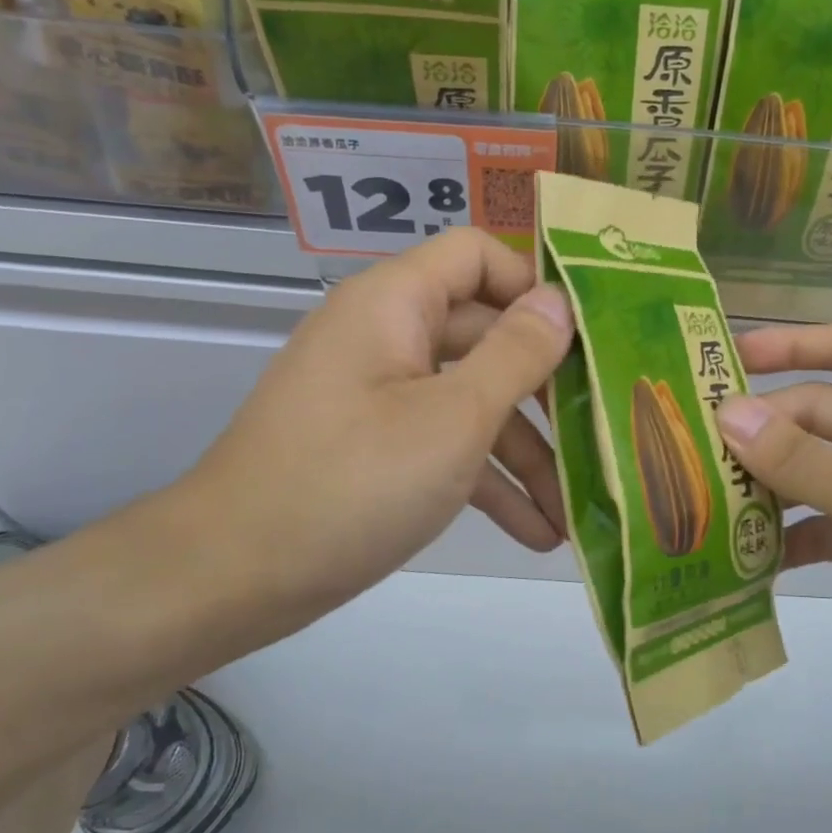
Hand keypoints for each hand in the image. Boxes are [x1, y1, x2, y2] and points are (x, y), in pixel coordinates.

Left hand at [173, 229, 573, 639]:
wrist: (231, 577)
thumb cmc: (351, 483)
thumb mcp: (453, 419)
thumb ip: (516, 355)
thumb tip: (560, 301)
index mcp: (395, 305)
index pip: (476, 255)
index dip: (532, 285)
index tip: (586, 337)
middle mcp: (388, 337)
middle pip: (485, 337)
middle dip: (545, 391)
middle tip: (600, 429)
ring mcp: (381, 396)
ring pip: (471, 401)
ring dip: (525, 454)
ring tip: (573, 511)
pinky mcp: (377, 447)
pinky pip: (444, 445)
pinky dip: (486, 481)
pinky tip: (536, 532)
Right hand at [718, 325, 831, 725]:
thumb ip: (800, 460)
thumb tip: (727, 413)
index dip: (790, 343)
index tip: (727, 357)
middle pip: (819, 416)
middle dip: (763, 431)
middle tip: (695, 450)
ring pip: (819, 472)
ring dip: (771, 486)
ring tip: (708, 503)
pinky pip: (830, 523)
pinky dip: (795, 535)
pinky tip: (751, 558)